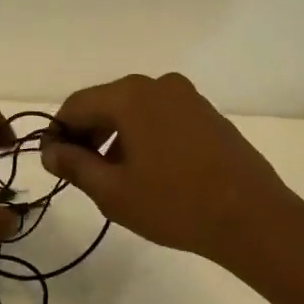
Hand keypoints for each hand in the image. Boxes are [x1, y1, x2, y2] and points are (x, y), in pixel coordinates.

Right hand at [43, 73, 303, 268]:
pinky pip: (162, 117)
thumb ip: (75, 165)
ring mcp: (188, 97)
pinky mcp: (208, 114)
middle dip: (88, 135)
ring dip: (116, 137)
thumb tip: (50, 151)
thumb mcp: (113, 191)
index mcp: (130, 96)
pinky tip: (150, 171)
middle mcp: (158, 85)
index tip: (53, 163)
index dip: (58, 133)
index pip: (76, 105)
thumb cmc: (174, 204)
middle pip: (107, 103)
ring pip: (135, 111)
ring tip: (115, 177)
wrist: (253, 217)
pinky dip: (145, 136)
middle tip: (81, 173)